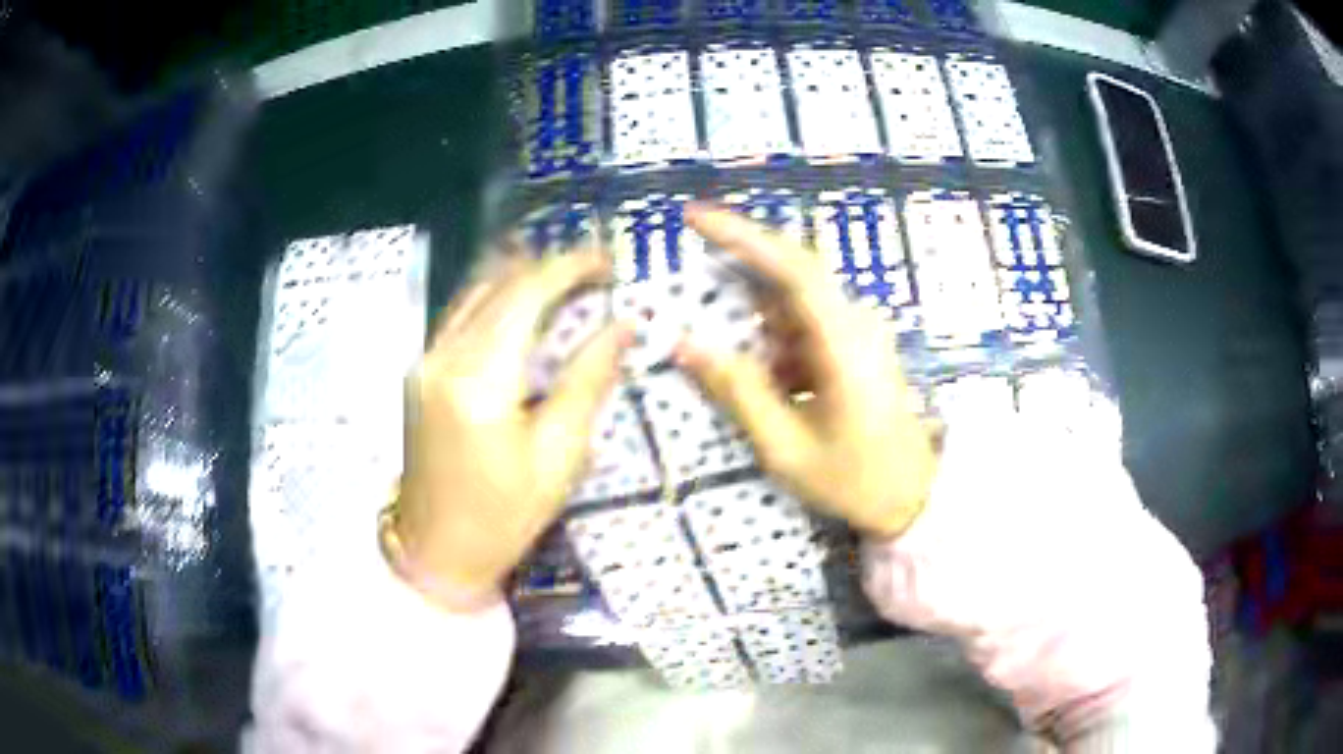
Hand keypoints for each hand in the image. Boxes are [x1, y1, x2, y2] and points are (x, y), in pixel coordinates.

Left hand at [393, 248, 627, 606]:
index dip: (571, 267)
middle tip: (597, 271)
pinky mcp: (420, 371)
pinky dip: (496, 298)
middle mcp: (444, 355)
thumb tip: (622, 327)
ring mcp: (426, 360)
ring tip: (568, 281)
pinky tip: (525, 305)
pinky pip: (461, 314)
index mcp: (480, 380)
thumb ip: (587, 382)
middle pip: (500, 282)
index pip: (528, 293)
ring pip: (476, 291)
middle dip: (551, 266)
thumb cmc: (503, 518)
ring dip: (522, 276)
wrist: (435, 551)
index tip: (609, 261)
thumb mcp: (557, 458)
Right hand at [674, 207, 936, 537]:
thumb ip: (737, 392)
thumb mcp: (785, 448)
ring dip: (758, 324)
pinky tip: (770, 383)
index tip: (694, 217)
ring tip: (740, 360)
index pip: (792, 267)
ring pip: (794, 304)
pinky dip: (776, 344)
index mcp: (844, 343)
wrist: (913, 497)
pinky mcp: (856, 345)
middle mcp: (856, 323)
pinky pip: (806, 327)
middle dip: (739, 271)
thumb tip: (685, 344)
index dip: (741, 235)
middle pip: (790, 274)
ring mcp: (859, 332)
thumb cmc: (854, 478)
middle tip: (694, 284)